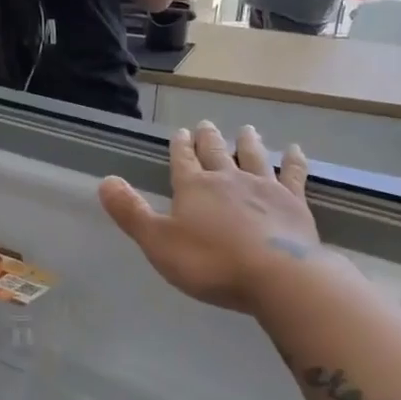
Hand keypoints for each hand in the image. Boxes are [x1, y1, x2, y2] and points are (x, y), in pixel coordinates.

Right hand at [99, 123, 319, 313]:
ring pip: (254, 157)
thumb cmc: (209, 262)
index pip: (182, 161)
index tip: (180, 133)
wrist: (276, 275)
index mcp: (194, 188)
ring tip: (246, 129)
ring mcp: (264, 188)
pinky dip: (293, 161)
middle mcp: (228, 179)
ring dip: (248, 142)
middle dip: (208, 139)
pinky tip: (295, 151)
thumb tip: (105, 181)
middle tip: (206, 124)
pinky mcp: (293, 202)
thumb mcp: (157, 242)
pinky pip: (293, 174)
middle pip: (216, 153)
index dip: (179, 147)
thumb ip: (131, 212)